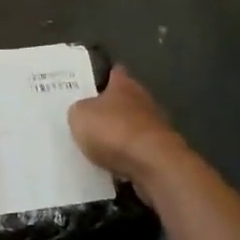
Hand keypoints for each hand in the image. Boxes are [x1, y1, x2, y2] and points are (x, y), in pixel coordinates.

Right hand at [68, 66, 186, 187]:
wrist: (153, 166)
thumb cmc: (113, 131)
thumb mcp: (79, 115)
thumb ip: (79, 109)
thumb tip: (84, 111)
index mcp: (124, 84)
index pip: (114, 73)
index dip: (102, 77)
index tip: (88, 84)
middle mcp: (143, 100)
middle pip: (123, 101)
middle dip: (108, 110)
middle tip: (86, 119)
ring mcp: (156, 127)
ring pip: (131, 127)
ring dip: (118, 136)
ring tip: (95, 148)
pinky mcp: (161, 153)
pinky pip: (136, 152)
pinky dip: (126, 157)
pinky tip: (110, 166)